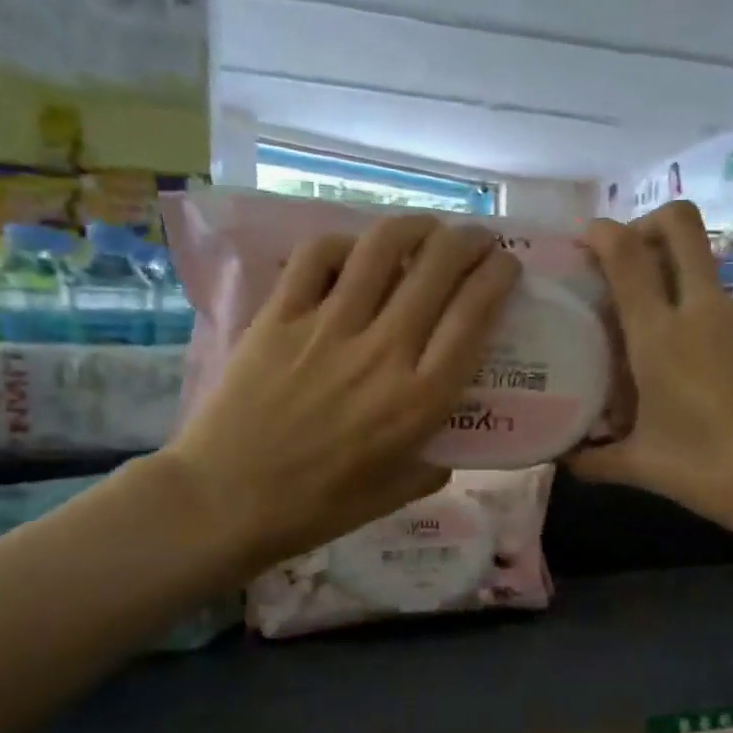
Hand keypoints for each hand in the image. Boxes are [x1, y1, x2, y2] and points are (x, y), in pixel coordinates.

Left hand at [163, 215, 520, 572]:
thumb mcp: (396, 494)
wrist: (225, 501)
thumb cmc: (317, 506)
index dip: (498, 278)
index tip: (507, 266)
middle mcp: (382, 351)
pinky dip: (343, 243)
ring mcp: (327, 327)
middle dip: (468, 241)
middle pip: (437, 268)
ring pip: (380, 248)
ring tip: (426, 228)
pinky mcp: (279, 316)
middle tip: (476, 240)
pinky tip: (354, 251)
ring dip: (414, 226)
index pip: (474, 315)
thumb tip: (450, 437)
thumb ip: (435, 462)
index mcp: (419, 398)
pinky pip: (316, 257)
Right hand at [571, 203, 732, 545]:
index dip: (604, 233)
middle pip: (681, 225)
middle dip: (651, 222)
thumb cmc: (714, 472)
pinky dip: (723, 336)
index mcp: (660, 336)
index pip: (626, 256)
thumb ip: (595, 458)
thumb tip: (562, 458)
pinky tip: (730, 384)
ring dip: (687, 299)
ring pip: (710, 280)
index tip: (590, 238)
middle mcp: (706, 310)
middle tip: (635, 254)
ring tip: (684, 359)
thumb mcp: (644, 468)